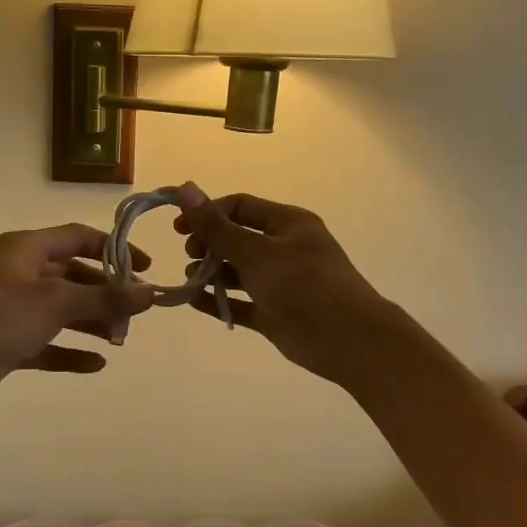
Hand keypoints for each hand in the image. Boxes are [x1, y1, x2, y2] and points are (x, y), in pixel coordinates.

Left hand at [0, 224, 154, 415]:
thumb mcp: (54, 302)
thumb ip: (104, 298)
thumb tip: (150, 292)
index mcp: (26, 249)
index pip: (79, 237)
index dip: (114, 249)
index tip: (145, 268)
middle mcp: (20, 273)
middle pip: (74, 276)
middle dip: (105, 294)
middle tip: (135, 315)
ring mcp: (12, 309)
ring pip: (62, 311)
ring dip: (91, 323)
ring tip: (121, 339)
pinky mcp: (7, 342)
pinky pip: (47, 343)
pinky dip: (70, 351)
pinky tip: (96, 364)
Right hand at [174, 187, 392, 384]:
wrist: (346, 338)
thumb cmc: (303, 284)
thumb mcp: (256, 251)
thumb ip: (217, 226)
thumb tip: (186, 189)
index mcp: (288, 224)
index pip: (241, 207)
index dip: (208, 213)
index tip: (179, 228)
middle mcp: (284, 249)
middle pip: (237, 239)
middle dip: (209, 244)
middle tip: (191, 256)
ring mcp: (279, 283)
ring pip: (238, 272)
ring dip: (212, 273)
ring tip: (192, 279)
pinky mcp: (274, 313)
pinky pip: (240, 302)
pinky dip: (218, 300)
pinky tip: (193, 300)